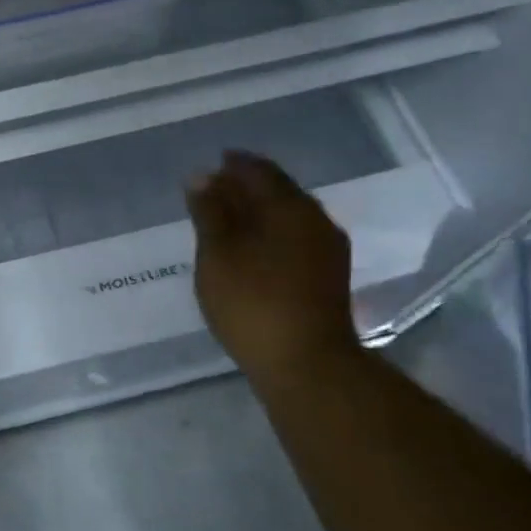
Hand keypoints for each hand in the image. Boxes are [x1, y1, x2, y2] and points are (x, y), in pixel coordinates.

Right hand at [187, 151, 361, 390]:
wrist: (308, 366)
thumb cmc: (254, 302)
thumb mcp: (218, 254)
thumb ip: (210, 212)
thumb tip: (202, 176)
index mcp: (290, 206)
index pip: (260, 171)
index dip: (234, 164)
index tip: (214, 164)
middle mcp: (316, 221)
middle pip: (278, 192)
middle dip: (247, 187)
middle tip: (216, 191)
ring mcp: (327, 252)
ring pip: (289, 218)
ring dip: (260, 213)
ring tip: (229, 222)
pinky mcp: (328, 280)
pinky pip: (295, 241)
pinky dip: (271, 236)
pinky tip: (253, 252)